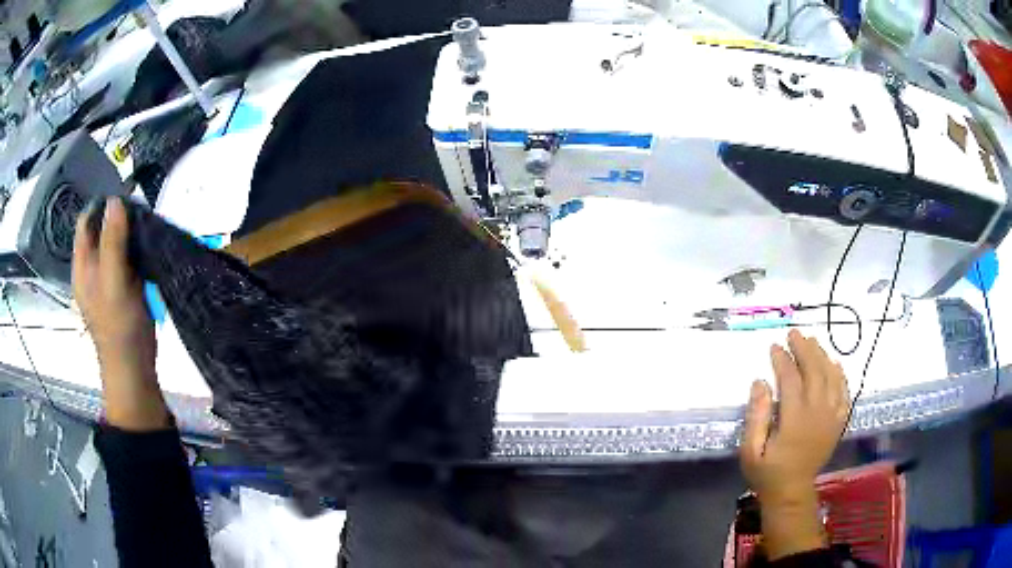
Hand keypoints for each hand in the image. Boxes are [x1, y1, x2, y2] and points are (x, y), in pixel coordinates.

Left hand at [73, 197, 168, 430]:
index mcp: (83, 265)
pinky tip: (149, 253)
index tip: (126, 200)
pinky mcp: (122, 289)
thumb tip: (115, 200)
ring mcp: (107, 279)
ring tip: (148, 232)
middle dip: (120, 219)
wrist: (134, 369)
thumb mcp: (114, 282)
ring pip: (117, 244)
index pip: (87, 221)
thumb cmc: (120, 328)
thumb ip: (112, 242)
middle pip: (102, 229)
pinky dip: (137, 252)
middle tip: (142, 217)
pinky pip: (127, 259)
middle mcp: (92, 268)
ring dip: (131, 235)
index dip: (103, 206)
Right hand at [741, 330, 849, 559]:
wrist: (791, 492)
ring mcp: (831, 417)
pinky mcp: (838, 422)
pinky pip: (844, 391)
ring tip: (811, 342)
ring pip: (831, 377)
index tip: (774, 346)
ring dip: (822, 356)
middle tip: (794, 334)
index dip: (783, 360)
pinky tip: (834, 363)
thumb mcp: (750, 450)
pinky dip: (840, 374)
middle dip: (804, 349)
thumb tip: (760, 382)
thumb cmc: (767, 472)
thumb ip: (756, 416)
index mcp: (795, 421)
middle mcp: (817, 414)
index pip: (791, 380)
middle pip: (815, 372)